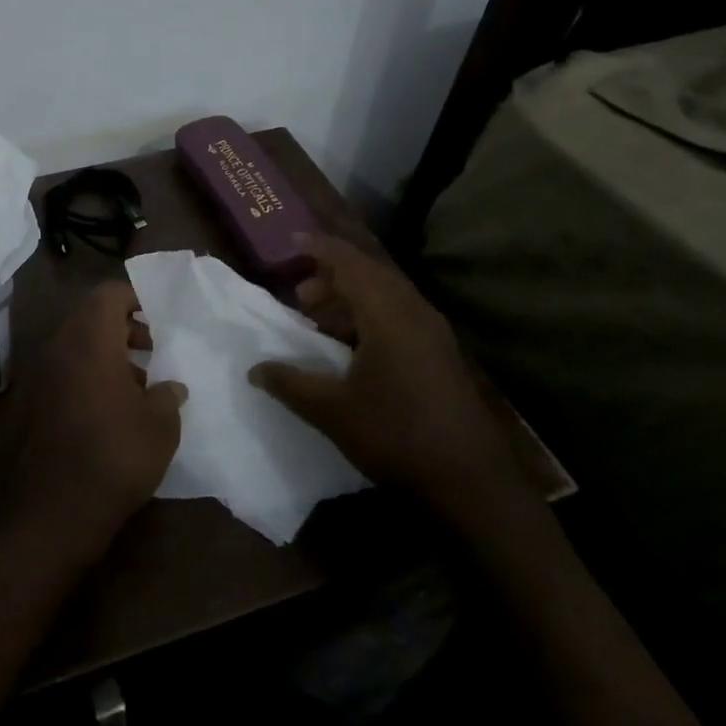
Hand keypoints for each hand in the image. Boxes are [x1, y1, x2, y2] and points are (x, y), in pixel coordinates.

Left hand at [7, 281, 186, 562]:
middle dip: (124, 325)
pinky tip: (117, 406)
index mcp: (90, 340)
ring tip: (141, 380)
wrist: (55, 510)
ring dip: (109, 351)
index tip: (160, 317)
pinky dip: (92, 373)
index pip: (108, 294)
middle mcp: (61, 348)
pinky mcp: (36, 402)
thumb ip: (167, 396)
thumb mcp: (160, 425)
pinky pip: (68, 370)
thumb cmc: (116, 455)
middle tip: (153, 347)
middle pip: (91, 316)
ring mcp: (43, 375)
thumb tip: (170, 386)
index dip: (135, 297)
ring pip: (79, 344)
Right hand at [250, 235, 528, 530]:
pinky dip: (370, 316)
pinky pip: (399, 315)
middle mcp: (414, 312)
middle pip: (370, 275)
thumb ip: (290, 383)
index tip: (291, 243)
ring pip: (386, 295)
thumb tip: (255, 369)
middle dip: (332, 277)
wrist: (471, 482)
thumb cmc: (396, 436)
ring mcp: (433, 333)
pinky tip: (352, 347)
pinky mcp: (441, 354)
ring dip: (351, 299)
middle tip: (300, 296)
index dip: (320, 249)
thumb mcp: (331, 411)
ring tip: (320, 320)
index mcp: (388, 314)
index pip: (350, 263)